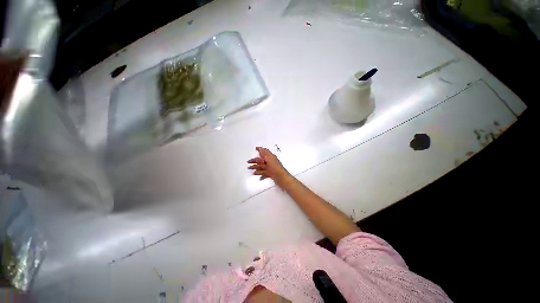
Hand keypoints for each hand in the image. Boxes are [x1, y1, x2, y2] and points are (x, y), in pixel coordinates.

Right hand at [247, 147, 289, 181]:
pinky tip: (257, 175)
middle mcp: (270, 162)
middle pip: (261, 160)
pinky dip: (260, 174)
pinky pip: (263, 173)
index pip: (264, 152)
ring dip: (255, 167)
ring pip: (261, 167)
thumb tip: (260, 148)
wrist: (281, 178)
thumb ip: (264, 153)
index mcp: (270, 157)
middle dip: (254, 161)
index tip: (256, 148)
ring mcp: (270, 168)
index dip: (260, 150)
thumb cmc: (276, 168)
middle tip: (248, 161)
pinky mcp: (270, 174)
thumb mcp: (269, 158)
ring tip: (250, 168)